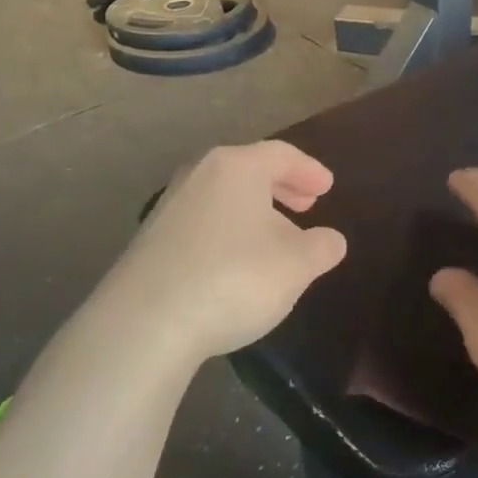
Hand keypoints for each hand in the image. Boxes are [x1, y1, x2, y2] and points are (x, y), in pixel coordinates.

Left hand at [101, 141, 347, 365]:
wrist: (146, 322)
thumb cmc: (234, 279)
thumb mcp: (296, 266)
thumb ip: (322, 247)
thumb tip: (331, 240)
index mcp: (236, 168)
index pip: (281, 155)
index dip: (309, 170)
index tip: (327, 187)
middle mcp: (198, 176)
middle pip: (247, 171)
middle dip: (281, 187)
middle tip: (306, 205)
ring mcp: (169, 207)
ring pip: (222, 197)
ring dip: (253, 212)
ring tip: (275, 238)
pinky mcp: (150, 241)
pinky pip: (202, 222)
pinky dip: (227, 231)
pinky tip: (236, 263)